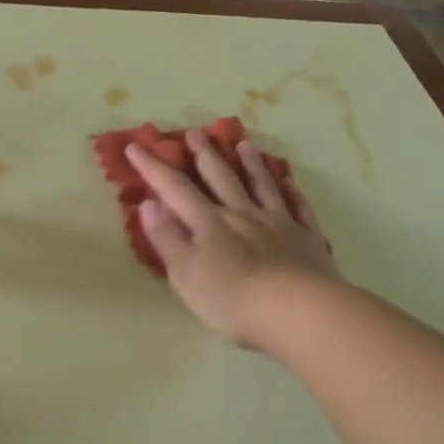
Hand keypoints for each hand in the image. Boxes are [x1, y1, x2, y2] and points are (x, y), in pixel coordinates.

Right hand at [127, 132, 340, 349]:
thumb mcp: (186, 274)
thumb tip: (149, 203)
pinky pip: (299, 208)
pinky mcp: (306, 238)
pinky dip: (293, 192)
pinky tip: (291, 182)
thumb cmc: (233, 299)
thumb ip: (167, 238)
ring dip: (250, 163)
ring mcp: (278, 223)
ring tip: (243, 143)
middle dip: (204, 154)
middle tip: (195, 131)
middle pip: (221, 178)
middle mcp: (242, 215)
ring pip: (262, 186)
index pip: (175, 189)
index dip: (154, 168)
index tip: (136, 146)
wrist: (298, 311)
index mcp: (209, 224)